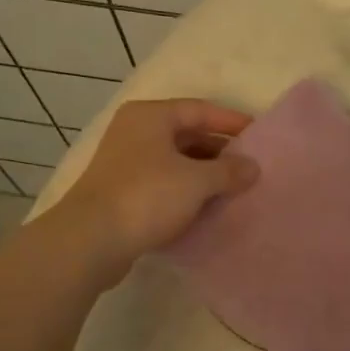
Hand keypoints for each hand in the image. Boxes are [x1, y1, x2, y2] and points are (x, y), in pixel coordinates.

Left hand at [54, 99, 257, 282]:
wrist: (90, 240)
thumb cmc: (147, 196)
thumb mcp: (196, 181)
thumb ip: (229, 171)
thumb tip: (253, 167)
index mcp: (151, 116)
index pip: (200, 109)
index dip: (232, 121)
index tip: (259, 135)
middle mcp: (135, 132)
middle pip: (187, 134)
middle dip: (219, 150)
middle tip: (249, 166)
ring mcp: (125, 162)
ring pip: (175, 161)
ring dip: (204, 173)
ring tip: (233, 188)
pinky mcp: (121, 192)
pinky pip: (163, 183)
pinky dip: (186, 191)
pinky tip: (206, 206)